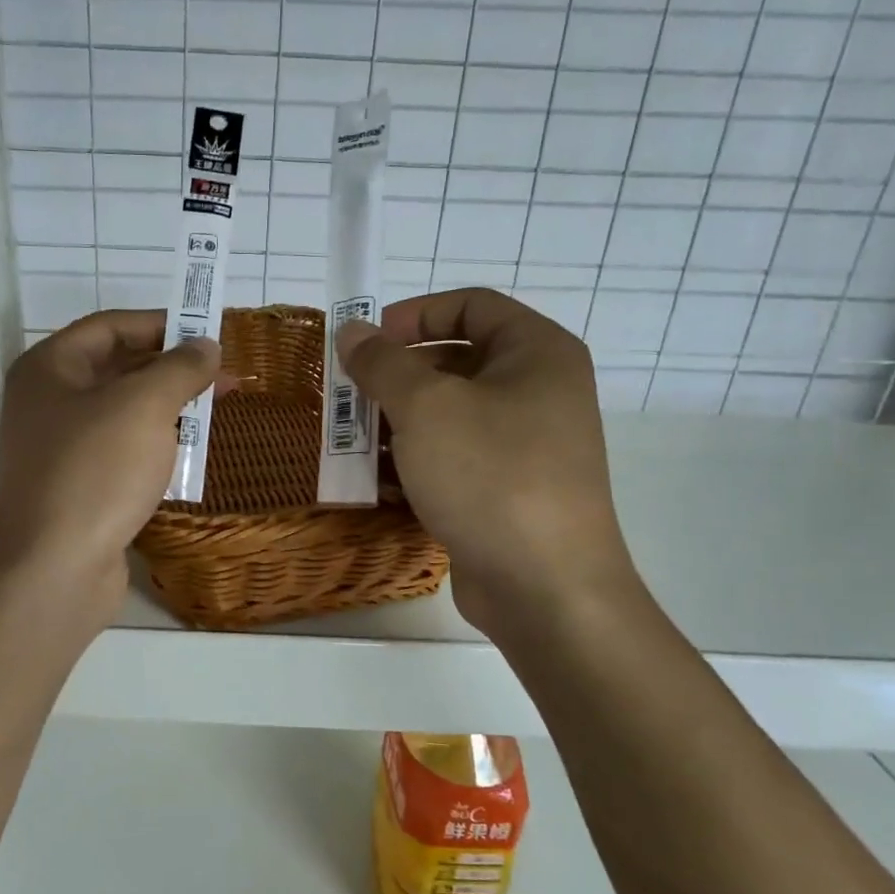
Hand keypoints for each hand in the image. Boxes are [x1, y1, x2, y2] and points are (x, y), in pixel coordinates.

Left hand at [0, 310, 219, 619]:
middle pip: (117, 369)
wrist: (52, 571)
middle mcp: (49, 402)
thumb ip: (180, 368)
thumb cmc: (95, 471)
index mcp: (50, 368)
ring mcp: (60, 448)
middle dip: (172, 370)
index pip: (110, 326)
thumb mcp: (144, 406)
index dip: (161, 324)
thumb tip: (205, 346)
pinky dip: (154, 447)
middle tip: (224, 376)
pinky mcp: (77, 488)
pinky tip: (188, 455)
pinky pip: (121, 452)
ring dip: (168, 409)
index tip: (208, 333)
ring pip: (123, 414)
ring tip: (215, 412)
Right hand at [336, 288, 636, 635]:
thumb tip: (352, 331)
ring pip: (448, 414)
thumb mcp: (425, 407)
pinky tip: (374, 481)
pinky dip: (414, 462)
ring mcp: (524, 445)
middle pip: (455, 361)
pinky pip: (453, 458)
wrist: (545, 588)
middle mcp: (537, 391)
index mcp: (536, 352)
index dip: (413, 315)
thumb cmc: (490, 475)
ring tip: (350, 441)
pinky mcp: (506, 490)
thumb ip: (382, 363)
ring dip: (396, 423)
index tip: (366, 342)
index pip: (470, 305)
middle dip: (396, 377)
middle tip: (349, 396)